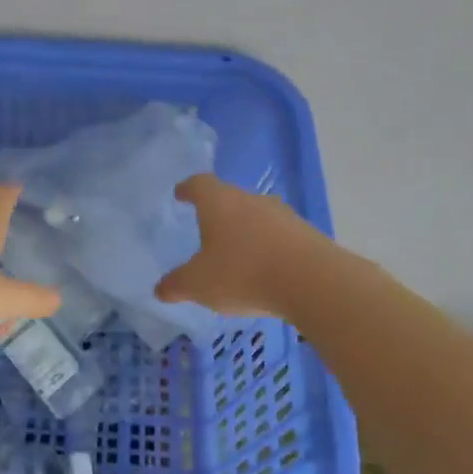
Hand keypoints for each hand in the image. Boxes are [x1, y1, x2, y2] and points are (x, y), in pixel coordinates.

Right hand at [155, 174, 327, 318]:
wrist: (312, 281)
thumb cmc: (243, 273)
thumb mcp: (199, 285)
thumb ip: (177, 285)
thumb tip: (160, 289)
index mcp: (219, 202)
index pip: (199, 184)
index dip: (188, 189)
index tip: (181, 194)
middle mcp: (251, 200)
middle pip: (229, 198)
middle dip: (217, 212)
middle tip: (206, 229)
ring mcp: (282, 215)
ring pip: (256, 216)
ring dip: (245, 230)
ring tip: (236, 253)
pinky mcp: (306, 234)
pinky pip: (278, 235)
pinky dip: (267, 247)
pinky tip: (264, 270)